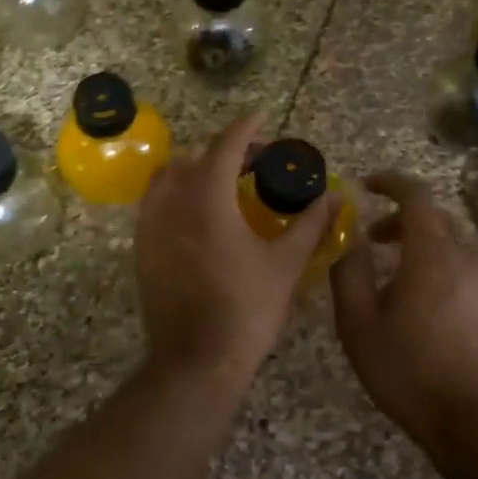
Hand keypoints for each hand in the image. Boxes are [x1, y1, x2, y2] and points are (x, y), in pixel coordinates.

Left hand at [134, 112, 336, 389]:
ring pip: (168, 178)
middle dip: (225, 151)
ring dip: (197, 171)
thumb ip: (310, 223)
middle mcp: (171, 202)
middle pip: (195, 157)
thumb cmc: (246, 310)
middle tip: (255, 163)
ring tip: (226, 186)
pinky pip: (155, 204)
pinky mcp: (140, 248)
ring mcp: (150, 225)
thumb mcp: (285, 264)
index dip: (247, 127)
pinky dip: (178, 195)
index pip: (226, 145)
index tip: (263, 117)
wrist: (196, 361)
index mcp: (207, 197)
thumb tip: (337, 197)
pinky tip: (201, 217)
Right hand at [329, 171, 477, 449]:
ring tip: (403, 275)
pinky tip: (434, 300)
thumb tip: (351, 238)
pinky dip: (450, 264)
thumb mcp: (358, 324)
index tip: (367, 186)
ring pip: (458, 241)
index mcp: (432, 253)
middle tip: (375, 240)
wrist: (474, 422)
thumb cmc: (408, 371)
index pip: (416, 195)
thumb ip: (349, 271)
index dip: (390, 182)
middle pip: (437, 217)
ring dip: (427, 243)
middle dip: (403, 219)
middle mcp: (470, 255)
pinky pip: (475, 265)